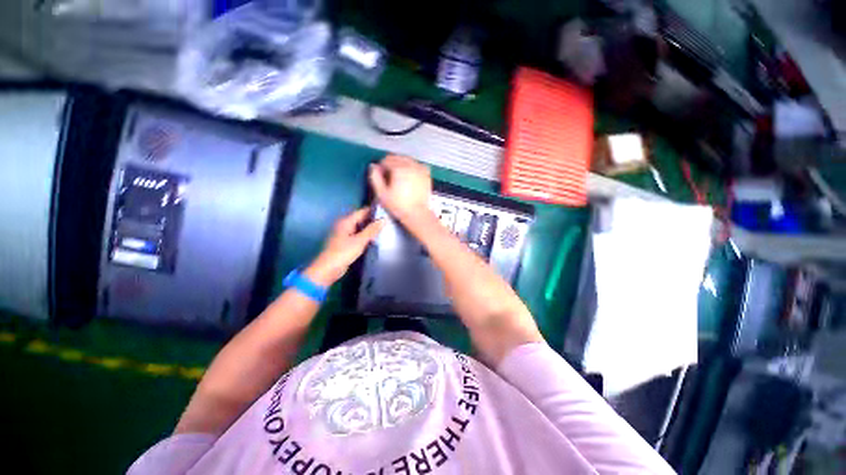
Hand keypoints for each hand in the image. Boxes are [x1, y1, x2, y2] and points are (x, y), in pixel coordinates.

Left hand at [304, 208, 383, 286]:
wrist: (329, 269)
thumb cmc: (343, 252)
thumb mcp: (360, 240)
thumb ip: (372, 229)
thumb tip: (384, 219)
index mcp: (346, 221)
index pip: (363, 211)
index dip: (374, 211)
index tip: (387, 212)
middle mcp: (344, 225)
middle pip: (361, 218)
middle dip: (373, 220)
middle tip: (388, 221)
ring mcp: (344, 234)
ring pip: (360, 227)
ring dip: (370, 228)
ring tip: (384, 229)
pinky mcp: (345, 242)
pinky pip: (358, 235)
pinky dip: (366, 236)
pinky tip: (375, 239)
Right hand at [369, 155, 431, 222]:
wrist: (417, 214)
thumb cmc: (398, 205)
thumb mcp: (381, 193)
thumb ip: (375, 177)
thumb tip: (373, 166)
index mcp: (399, 168)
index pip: (386, 160)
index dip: (381, 167)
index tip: (381, 176)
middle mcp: (410, 165)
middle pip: (397, 157)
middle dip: (391, 163)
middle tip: (389, 176)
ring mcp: (420, 168)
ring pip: (407, 159)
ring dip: (401, 163)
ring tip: (399, 176)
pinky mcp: (426, 174)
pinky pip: (417, 164)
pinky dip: (412, 166)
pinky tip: (410, 175)